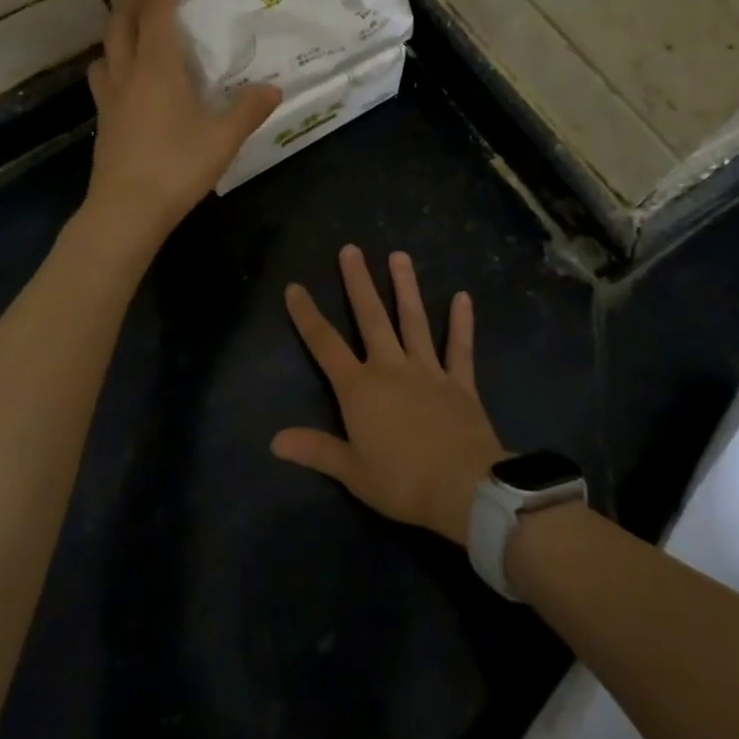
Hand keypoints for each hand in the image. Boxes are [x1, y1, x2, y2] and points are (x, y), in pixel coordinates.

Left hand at [84, 0, 280, 243]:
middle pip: (121, 19)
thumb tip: (273, 89)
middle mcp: (128, 72)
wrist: (126, 210)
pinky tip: (126, 75)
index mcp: (157, 67)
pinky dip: (112, 59)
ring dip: (119, 25)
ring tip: (136, 25)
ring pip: (106, 46)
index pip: (156, 10)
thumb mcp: (223, 139)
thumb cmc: (176, 167)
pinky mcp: (103, 118)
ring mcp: (109, 95)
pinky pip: (103, 74)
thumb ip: (248, 110)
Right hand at [273, 246, 507, 544]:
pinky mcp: (460, 382)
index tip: (295, 287)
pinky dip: (462, 323)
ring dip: (406, 287)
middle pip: (371, 318)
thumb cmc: (402, 482)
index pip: (325, 344)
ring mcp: (428, 371)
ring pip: (413, 321)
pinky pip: (460, 348)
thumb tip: (274, 440)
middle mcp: (391, 368)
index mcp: (360, 388)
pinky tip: (463, 297)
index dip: (307, 316)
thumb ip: (316, 450)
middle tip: (351, 249)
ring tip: (399, 256)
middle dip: (358, 283)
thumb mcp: (352, 471)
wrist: (464, 489)